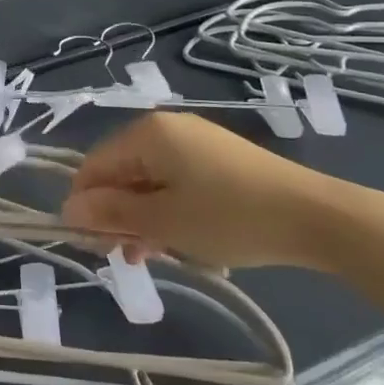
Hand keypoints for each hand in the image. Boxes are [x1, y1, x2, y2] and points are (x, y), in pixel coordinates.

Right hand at [62, 113, 350, 269]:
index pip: (94, 166)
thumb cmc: (229, 217)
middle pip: (121, 172)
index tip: (94, 245)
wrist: (316, 217)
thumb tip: (67, 210)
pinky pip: (176, 181)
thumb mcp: (163, 221)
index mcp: (146, 133)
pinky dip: (169, 209)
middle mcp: (165, 128)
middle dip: (117, 214)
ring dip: (143, 218)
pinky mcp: (218, 158)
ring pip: (149, 180)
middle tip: (126, 256)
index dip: (86, 206)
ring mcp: (194, 141)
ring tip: (153, 256)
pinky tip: (179, 241)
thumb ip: (111, 213)